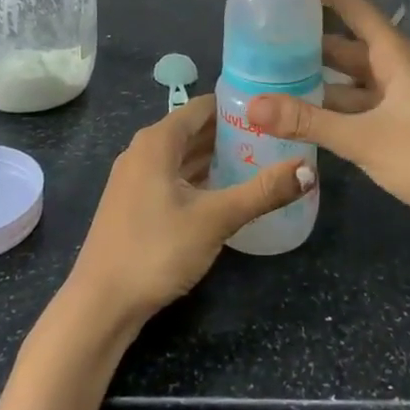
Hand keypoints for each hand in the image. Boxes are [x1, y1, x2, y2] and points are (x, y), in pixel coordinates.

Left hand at [66, 95, 312, 329]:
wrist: (101, 303)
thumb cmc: (157, 249)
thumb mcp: (216, 219)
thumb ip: (263, 192)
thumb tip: (308, 170)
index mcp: (157, 141)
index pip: (203, 107)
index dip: (236, 105)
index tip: (271, 110)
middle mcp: (143, 150)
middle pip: (192, 130)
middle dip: (230, 132)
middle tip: (273, 137)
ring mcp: (135, 178)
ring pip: (182, 155)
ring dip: (215, 156)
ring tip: (257, 160)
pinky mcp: (134, 203)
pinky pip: (172, 176)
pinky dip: (198, 177)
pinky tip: (224, 191)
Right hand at [246, 0, 409, 228]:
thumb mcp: (363, 138)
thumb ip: (307, 121)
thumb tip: (252, 105)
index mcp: (392, 52)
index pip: (350, 4)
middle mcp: (392, 65)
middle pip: (342, 40)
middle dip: (305, 35)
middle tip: (258, 32)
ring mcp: (394, 93)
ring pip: (346, 74)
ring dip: (314, 73)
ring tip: (267, 70)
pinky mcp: (394, 119)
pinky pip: (353, 100)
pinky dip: (327, 102)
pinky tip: (297, 110)